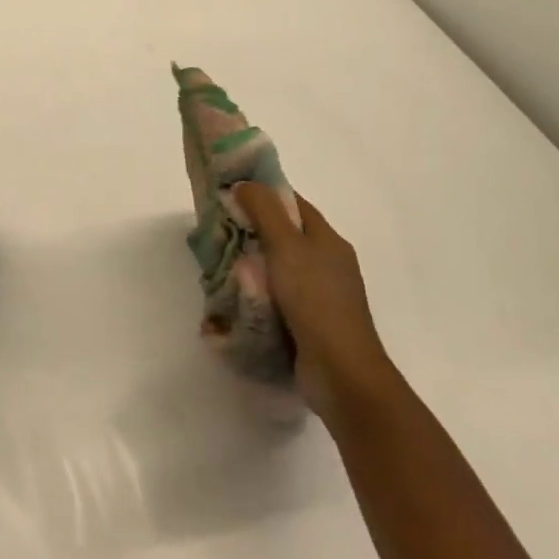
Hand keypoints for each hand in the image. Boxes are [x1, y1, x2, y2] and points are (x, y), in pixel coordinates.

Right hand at [236, 182, 392, 417]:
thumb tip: (243, 184)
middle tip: (217, 231)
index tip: (230, 192)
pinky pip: (277, 298)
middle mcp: (327, 263)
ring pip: (277, 268)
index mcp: (328, 240)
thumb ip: (264, 210)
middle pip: (284, 235)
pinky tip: (233, 299)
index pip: (294, 203)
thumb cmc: (315, 301)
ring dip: (250, 266)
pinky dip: (256, 295)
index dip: (264, 193)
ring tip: (217, 267)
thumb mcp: (287, 246)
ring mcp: (319, 296)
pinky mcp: (308, 324)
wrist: (341, 374)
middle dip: (250, 231)